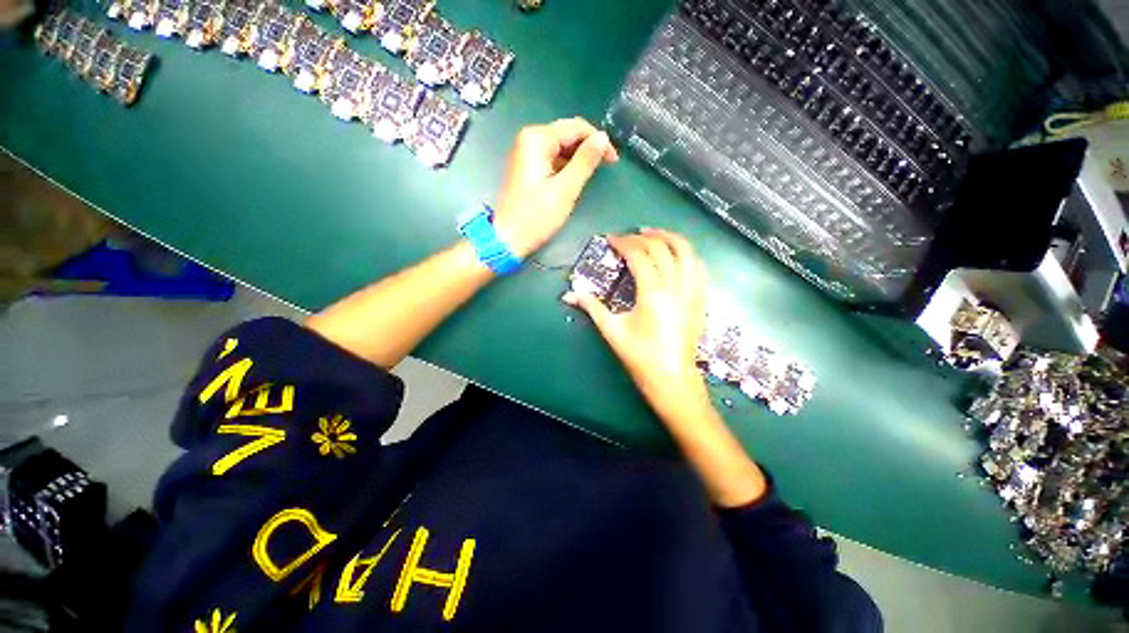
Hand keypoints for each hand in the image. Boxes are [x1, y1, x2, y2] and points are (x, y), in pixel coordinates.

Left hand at [493, 118, 618, 257]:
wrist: (508, 238)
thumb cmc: (537, 215)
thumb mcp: (565, 189)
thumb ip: (585, 161)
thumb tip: (603, 138)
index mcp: (537, 139)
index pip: (576, 127)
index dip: (598, 140)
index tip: (613, 160)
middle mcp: (528, 138)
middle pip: (566, 134)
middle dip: (588, 148)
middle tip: (605, 167)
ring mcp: (524, 153)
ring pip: (559, 147)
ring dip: (577, 158)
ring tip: (591, 175)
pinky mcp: (525, 167)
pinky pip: (551, 158)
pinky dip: (565, 166)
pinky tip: (573, 179)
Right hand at [564, 229, 709, 417]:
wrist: (672, 378)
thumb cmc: (640, 356)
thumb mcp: (612, 331)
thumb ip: (592, 307)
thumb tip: (569, 294)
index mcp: (653, 292)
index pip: (640, 255)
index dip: (624, 243)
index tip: (611, 239)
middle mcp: (675, 285)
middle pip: (662, 247)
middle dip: (643, 237)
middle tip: (628, 236)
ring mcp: (692, 290)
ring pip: (686, 251)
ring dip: (669, 238)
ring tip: (653, 235)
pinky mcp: (700, 298)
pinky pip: (698, 266)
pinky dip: (686, 253)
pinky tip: (676, 254)